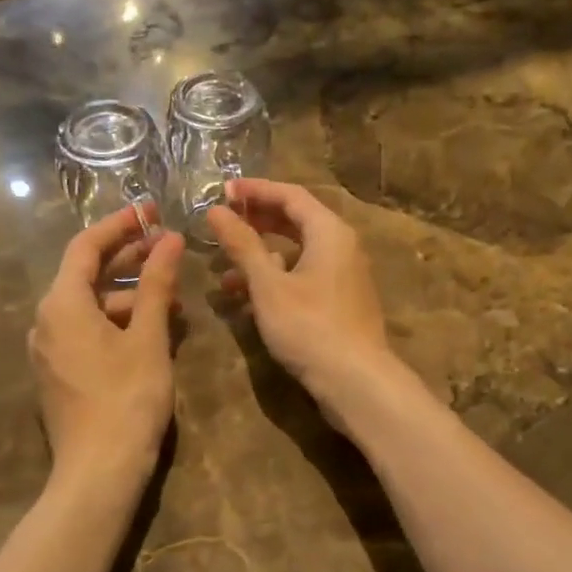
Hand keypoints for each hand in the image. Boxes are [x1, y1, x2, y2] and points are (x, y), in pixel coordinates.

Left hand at [29, 208, 183, 485]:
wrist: (99, 470)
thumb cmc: (127, 398)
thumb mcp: (148, 337)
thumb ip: (156, 284)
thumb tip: (168, 239)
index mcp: (62, 304)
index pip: (86, 247)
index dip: (119, 225)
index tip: (150, 211)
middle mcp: (46, 321)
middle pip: (85, 275)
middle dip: (126, 259)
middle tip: (166, 247)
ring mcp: (48, 350)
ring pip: (89, 306)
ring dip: (127, 295)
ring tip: (171, 298)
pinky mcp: (58, 374)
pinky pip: (86, 332)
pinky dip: (116, 322)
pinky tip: (150, 331)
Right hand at [206, 179, 403, 421]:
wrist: (355, 380)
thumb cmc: (309, 326)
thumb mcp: (268, 285)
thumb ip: (242, 245)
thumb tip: (216, 212)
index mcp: (330, 231)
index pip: (290, 195)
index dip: (255, 190)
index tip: (222, 191)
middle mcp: (342, 246)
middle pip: (296, 221)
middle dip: (257, 221)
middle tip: (222, 223)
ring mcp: (343, 276)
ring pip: (298, 253)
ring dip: (261, 256)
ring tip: (224, 269)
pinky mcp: (340, 302)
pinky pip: (304, 276)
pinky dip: (276, 279)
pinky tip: (248, 298)